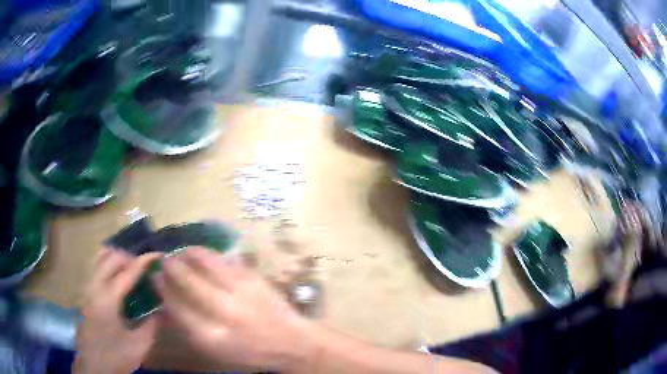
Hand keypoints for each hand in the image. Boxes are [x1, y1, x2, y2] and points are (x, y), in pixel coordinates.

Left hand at [74, 249, 161, 373]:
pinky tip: (116, 280)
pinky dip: (107, 266)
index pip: (128, 272)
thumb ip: (151, 324)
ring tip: (129, 271)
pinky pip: (95, 268)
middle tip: (144, 270)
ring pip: (99, 258)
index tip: (158, 254)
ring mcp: (86, 288)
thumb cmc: (116, 356)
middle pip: (111, 257)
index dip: (144, 261)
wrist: (93, 365)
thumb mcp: (139, 345)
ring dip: (116, 259)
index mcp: (108, 298)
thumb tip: (159, 308)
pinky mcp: (84, 293)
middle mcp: (94, 286)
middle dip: (129, 258)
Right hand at [155, 247, 314, 372]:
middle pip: (187, 280)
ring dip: (188, 253)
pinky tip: (203, 256)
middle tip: (165, 260)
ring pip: (206, 261)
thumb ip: (189, 327)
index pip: (176, 305)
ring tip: (181, 253)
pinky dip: (209, 255)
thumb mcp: (215, 350)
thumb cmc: (249, 352)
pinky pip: (225, 259)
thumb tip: (167, 301)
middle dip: (171, 266)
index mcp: (211, 336)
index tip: (155, 277)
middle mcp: (224, 311)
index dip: (162, 288)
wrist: (291, 343)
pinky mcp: (254, 277)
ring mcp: (241, 291)